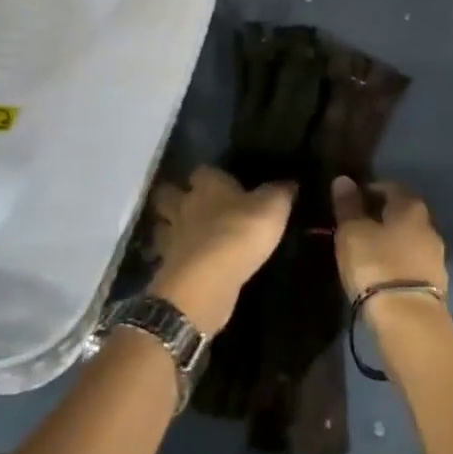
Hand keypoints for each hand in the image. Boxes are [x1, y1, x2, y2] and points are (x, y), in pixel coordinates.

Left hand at [147, 166, 294, 336]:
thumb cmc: (240, 233)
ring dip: (170, 228)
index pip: (202, 170)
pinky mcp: (168, 269)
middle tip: (192, 204)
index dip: (209, 175)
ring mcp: (172, 239)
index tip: (220, 181)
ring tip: (185, 234)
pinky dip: (173, 259)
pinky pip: (166, 258)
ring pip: (162, 226)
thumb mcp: (272, 208)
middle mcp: (185, 206)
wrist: (206, 282)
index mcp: (208, 186)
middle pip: (168, 194)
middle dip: (176, 197)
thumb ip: (280, 193)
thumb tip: (290, 182)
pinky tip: (186, 263)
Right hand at [330, 177, 447, 320]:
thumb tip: (343, 179)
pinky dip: (399, 263)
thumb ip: (348, 206)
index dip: (371, 190)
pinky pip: (413, 264)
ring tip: (369, 253)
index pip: (391, 187)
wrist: (409, 319)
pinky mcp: (436, 284)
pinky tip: (384, 274)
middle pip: (404, 214)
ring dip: (393, 242)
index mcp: (411, 207)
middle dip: (383, 216)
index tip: (353, 200)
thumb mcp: (353, 233)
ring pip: (410, 240)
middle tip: (359, 226)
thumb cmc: (377, 265)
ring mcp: (436, 256)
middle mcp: (429, 226)